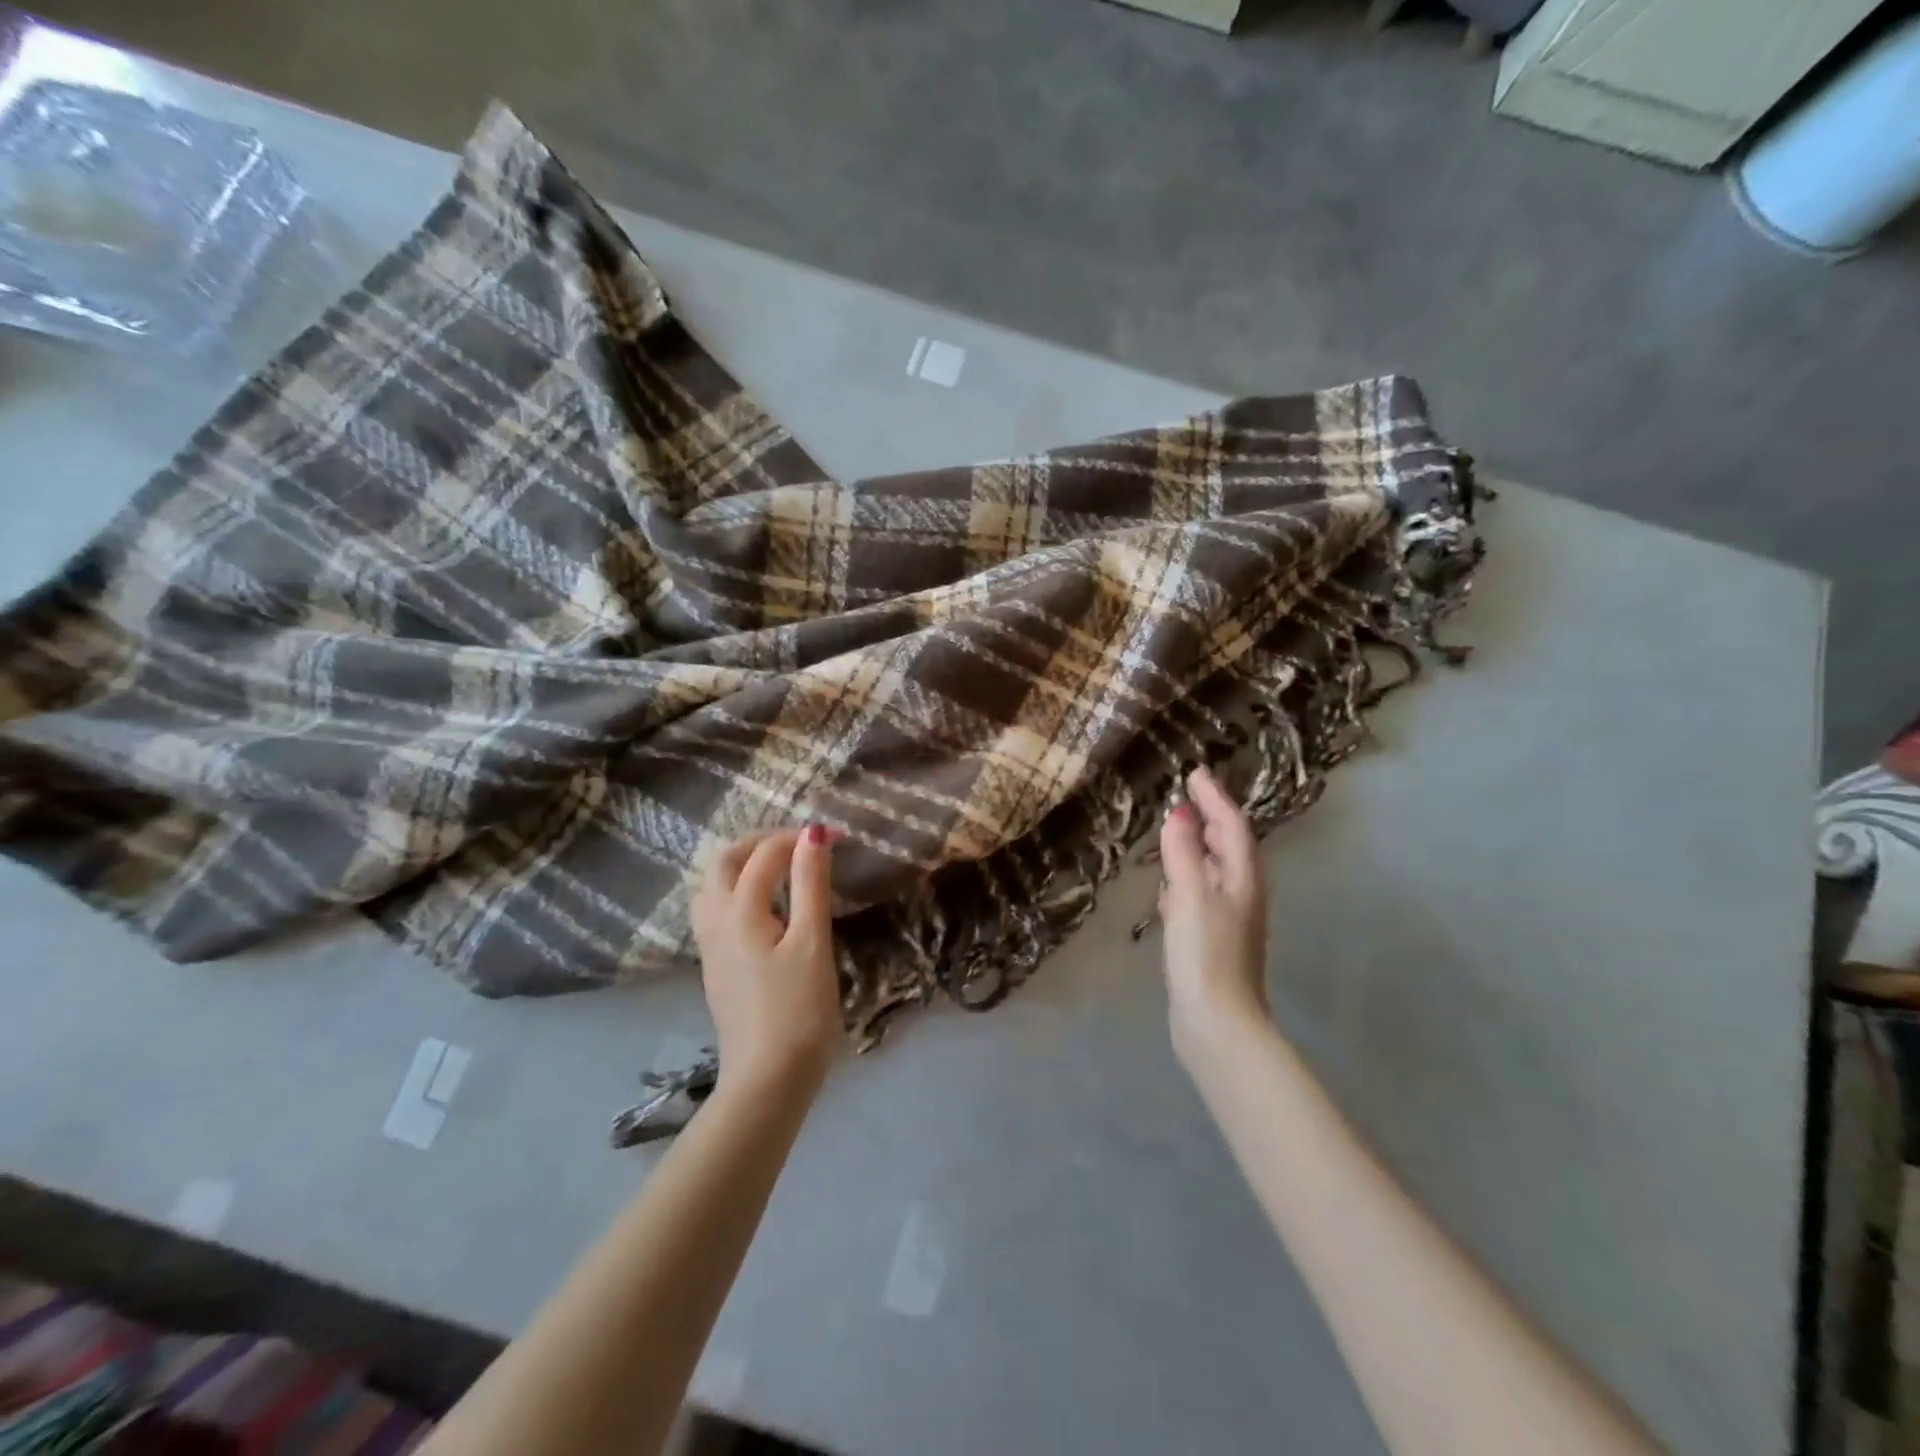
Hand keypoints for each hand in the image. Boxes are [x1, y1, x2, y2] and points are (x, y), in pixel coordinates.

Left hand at [690, 826, 842, 1094]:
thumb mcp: (812, 942)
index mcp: (740, 910)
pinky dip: (735, 891)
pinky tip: (762, 908)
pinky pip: (714, 911)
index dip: (800, 838)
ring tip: (778, 868)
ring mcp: (710, 947)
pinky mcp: (715, 968)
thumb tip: (812, 832)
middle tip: (799, 843)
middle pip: (725, 862)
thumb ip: (811, 883)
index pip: (765, 854)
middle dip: (760, 842)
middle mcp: (716, 921)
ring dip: (741, 865)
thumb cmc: (798, 1009)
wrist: (767, 1079)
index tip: (839, 837)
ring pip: (712, 887)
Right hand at [1157, 766, 1270, 1063]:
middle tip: (1187, 794)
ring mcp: (1229, 918)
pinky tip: (1169, 884)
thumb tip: (1179, 814)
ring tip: (1178, 828)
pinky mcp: (1213, 939)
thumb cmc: (1205, 953)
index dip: (1214, 798)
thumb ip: (1183, 853)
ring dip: (1199, 846)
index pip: (1232, 825)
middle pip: (1230, 845)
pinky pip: (1202, 893)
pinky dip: (1188, 877)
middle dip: (1211, 817)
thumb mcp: (1190, 896)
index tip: (1195, 772)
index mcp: (1243, 878)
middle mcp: (1242, 893)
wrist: (1217, 1022)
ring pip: (1216, 869)